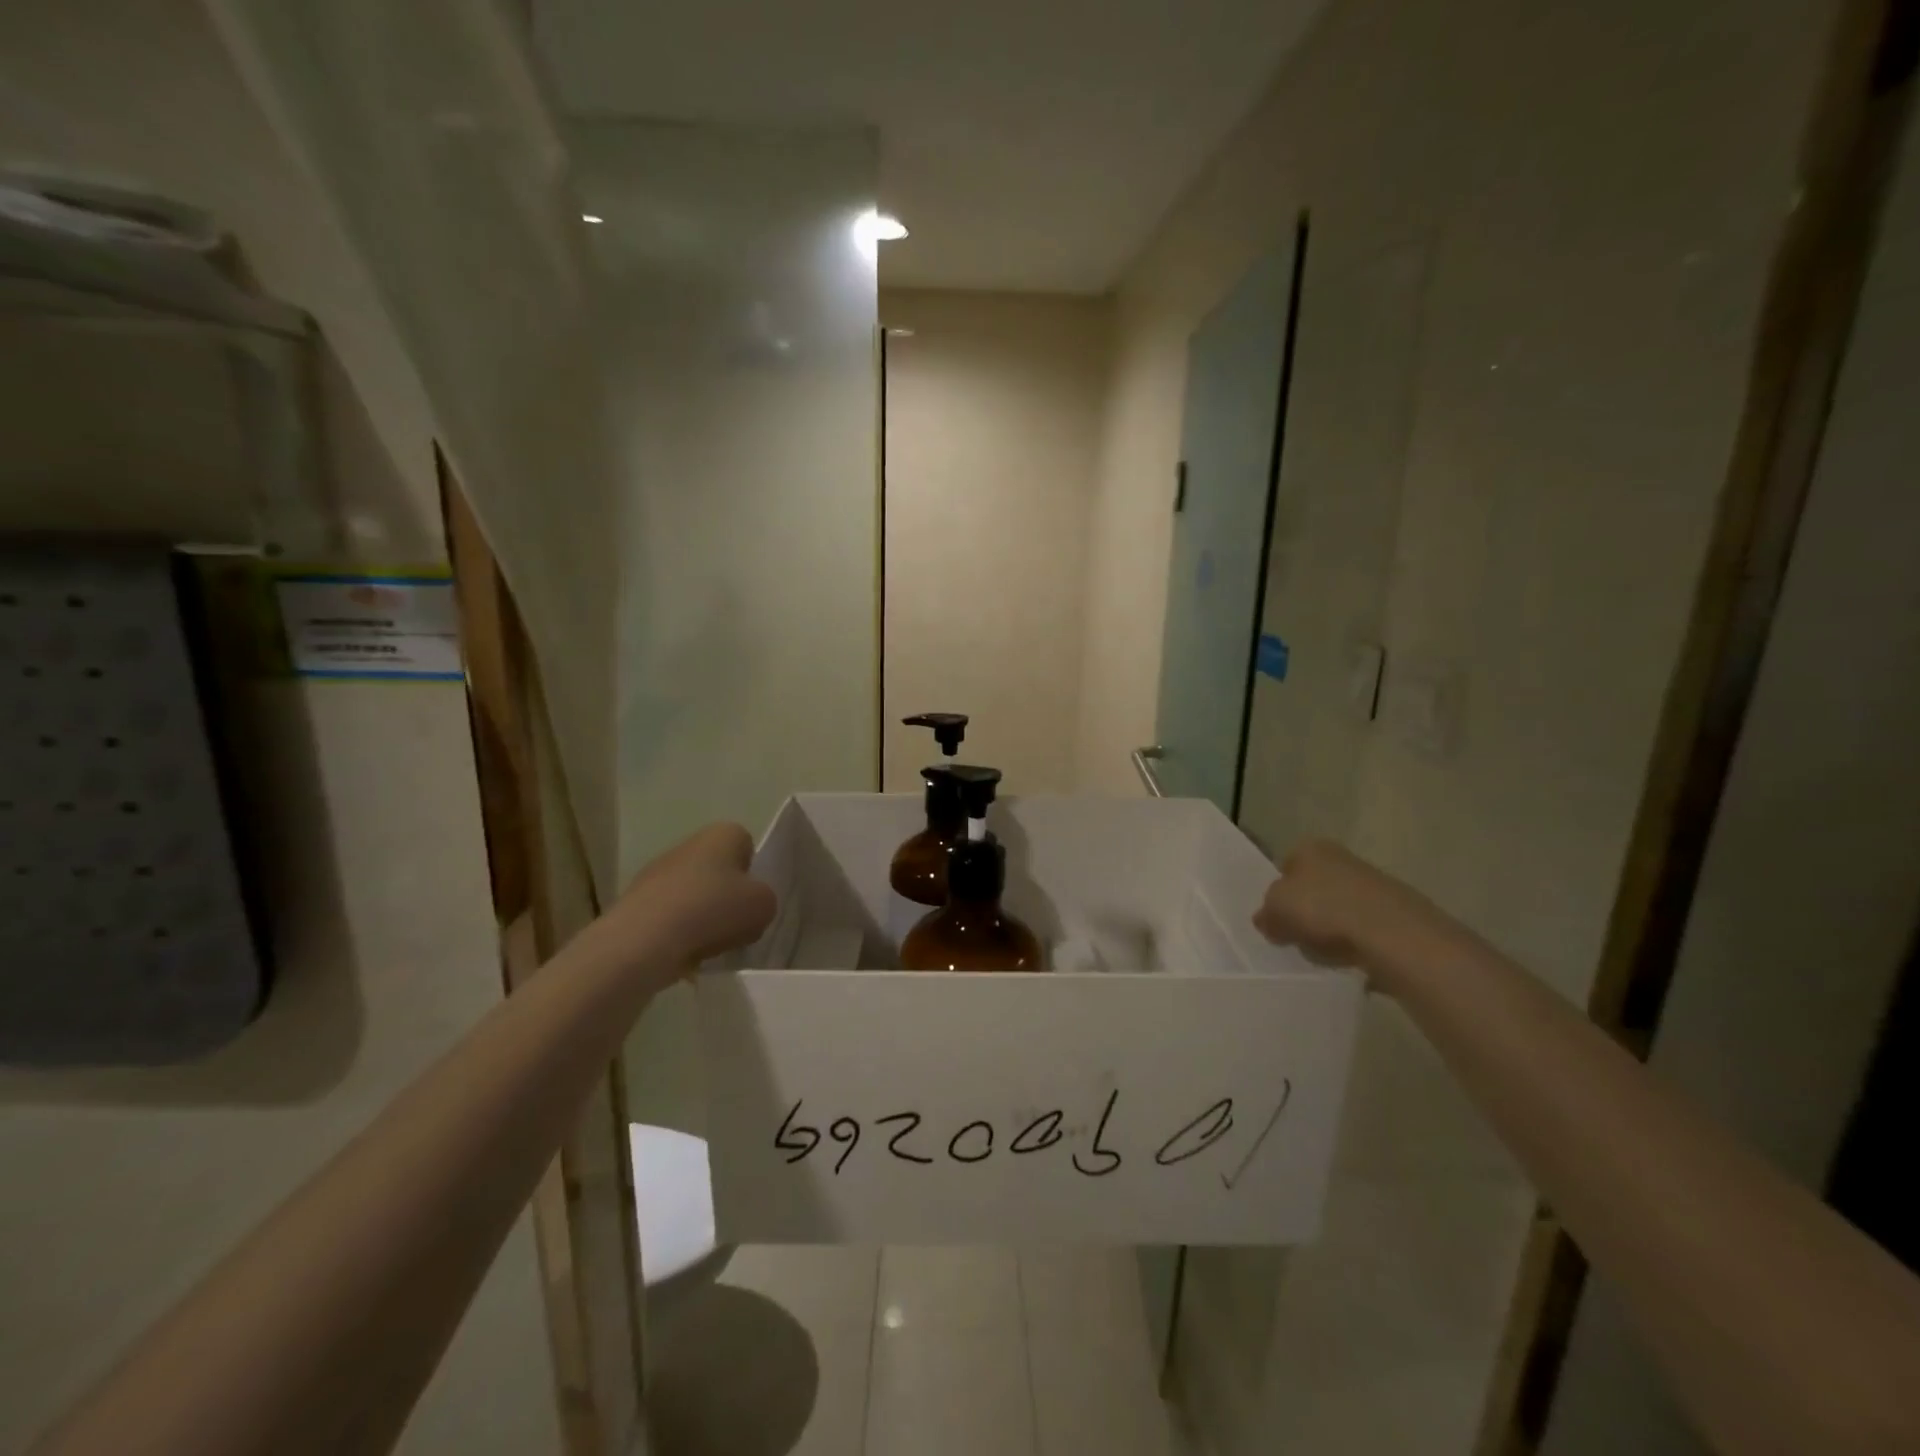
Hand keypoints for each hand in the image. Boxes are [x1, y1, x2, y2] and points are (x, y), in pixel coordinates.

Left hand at [603, 823, 776, 972]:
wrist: (643, 941)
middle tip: (736, 926)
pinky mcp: (636, 904)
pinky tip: (684, 955)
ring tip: (710, 947)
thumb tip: (749, 907)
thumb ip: (765, 900)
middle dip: (727, 899)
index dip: (753, 873)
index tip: (753, 899)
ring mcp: (657, 874)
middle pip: (719, 873)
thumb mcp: (764, 905)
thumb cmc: (712, 910)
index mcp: (722, 834)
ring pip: (694, 897)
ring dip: (704, 919)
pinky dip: (679, 935)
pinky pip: (670, 919)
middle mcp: (688, 845)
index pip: (746, 845)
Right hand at [1253, 839, 1436, 972]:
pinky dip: (1356, 944)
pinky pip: (1364, 930)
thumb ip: (1266, 914)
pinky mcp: (1398, 914)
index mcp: (1311, 848)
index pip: (1285, 866)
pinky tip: (1351, 961)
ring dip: (1331, 930)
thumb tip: (1267, 920)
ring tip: (1325, 955)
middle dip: (1306, 912)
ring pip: (1339, 909)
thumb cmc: (1323, 910)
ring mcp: (1374, 885)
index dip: (1278, 893)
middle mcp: (1343, 858)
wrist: (1393, 935)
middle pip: (1314, 887)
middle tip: (1296, 937)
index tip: (1275, 918)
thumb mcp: (1274, 910)